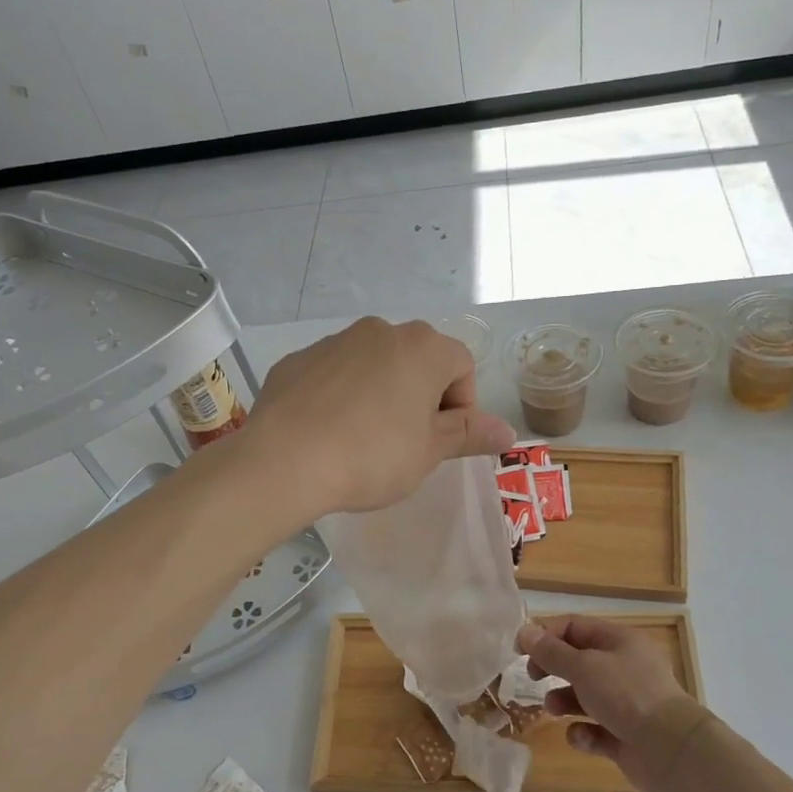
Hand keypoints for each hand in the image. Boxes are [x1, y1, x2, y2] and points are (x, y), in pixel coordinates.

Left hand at [244, 318, 515, 517]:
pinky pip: (334, 374)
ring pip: (374, 365)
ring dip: (381, 393)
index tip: (440, 442)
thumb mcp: (428, 452)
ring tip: (363, 439)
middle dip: (421, 397)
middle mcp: (381, 331)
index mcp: (423, 348)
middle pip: (418, 360)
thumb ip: (469, 434)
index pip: (463, 367)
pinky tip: (327, 432)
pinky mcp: (298, 359)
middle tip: (406, 443)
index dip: (461, 407)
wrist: (284, 459)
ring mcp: (335, 341)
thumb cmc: (371, 456)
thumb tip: (508, 431)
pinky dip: (340, 395)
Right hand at [520, 615, 712, 791]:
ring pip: (584, 696)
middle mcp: (624, 668)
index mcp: (619, 641)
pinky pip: (595, 729)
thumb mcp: (583, 667)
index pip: (575, 627)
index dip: (545, 635)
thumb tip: (524, 631)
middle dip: (553, 669)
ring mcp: (627, 703)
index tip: (520, 650)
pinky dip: (584, 732)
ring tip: (554, 710)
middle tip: (533, 678)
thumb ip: (551, 652)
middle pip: (578, 660)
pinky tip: (582, 736)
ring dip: (564, 701)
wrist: (672, 750)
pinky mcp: (626, 735)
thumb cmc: (626, 695)